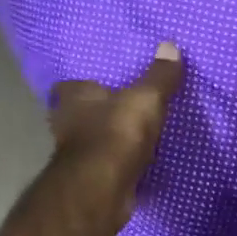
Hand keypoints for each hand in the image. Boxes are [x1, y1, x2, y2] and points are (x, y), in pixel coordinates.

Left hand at [48, 43, 184, 223]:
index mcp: (73, 98)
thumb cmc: (116, 133)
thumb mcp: (146, 98)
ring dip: (108, 140)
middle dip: (99, 113)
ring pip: (92, 141)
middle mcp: (66, 124)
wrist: (102, 190)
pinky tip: (135, 163)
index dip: (85, 84)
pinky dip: (117, 164)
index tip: (103, 84)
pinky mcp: (88, 181)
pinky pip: (105, 165)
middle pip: (80, 114)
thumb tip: (170, 45)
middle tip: (124, 109)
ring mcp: (75, 156)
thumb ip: (159, 76)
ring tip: (134, 135)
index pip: (69, 86)